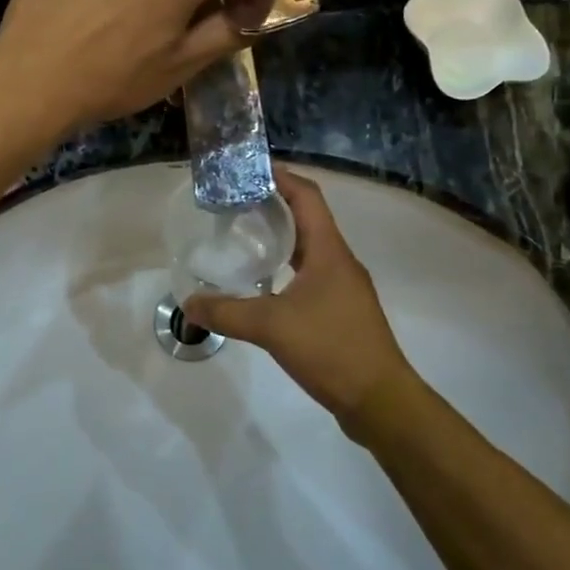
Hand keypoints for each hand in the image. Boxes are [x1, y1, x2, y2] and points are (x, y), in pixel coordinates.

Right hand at [183, 168, 418, 436]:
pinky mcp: (341, 311)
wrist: (380, 401)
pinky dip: (286, 267)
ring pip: (309, 248)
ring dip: (281, 237)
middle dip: (274, 204)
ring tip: (244, 236)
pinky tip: (263, 284)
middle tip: (236, 202)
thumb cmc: (331, 349)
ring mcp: (343, 287)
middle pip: (308, 218)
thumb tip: (189, 303)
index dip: (282, 177)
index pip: (307, 197)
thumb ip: (227, 312)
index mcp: (329, 251)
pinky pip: (310, 274)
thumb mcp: (271, 327)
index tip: (251, 168)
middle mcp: (339, 261)